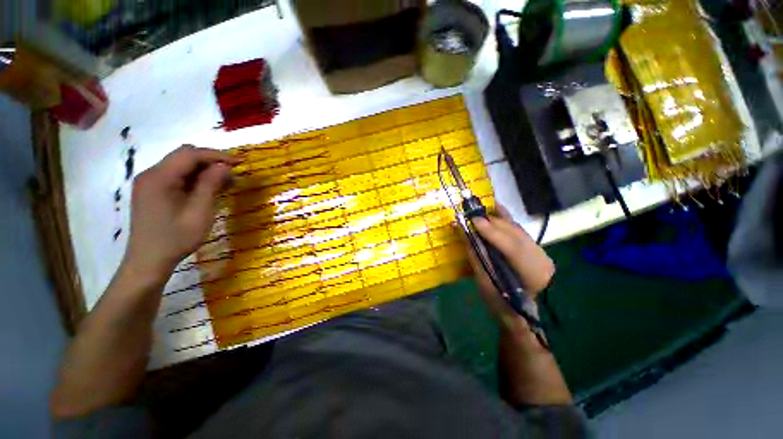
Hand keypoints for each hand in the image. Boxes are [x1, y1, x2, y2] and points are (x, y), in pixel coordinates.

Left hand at [124, 146, 237, 277]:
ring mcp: (149, 183)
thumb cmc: (176, 239)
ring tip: (224, 183)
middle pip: (184, 156)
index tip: (238, 163)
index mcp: (159, 178)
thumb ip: (210, 185)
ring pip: (181, 166)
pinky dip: (194, 179)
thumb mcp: (199, 212)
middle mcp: (150, 174)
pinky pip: (176, 177)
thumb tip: (224, 166)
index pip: (190, 154)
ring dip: (204, 170)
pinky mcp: (151, 191)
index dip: (216, 155)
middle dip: (210, 161)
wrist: (148, 261)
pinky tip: (207, 189)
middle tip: (232, 174)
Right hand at [467, 206, 554, 332]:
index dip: (492, 231)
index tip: (474, 219)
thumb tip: (466, 232)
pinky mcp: (537, 249)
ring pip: (518, 230)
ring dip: (498, 219)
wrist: (519, 310)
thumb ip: (477, 255)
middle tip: (473, 213)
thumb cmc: (499, 300)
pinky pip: (519, 230)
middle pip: (516, 234)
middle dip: (493, 221)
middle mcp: (541, 261)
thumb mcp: (485, 281)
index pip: (512, 247)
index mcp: (530, 275)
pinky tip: (497, 209)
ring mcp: (542, 253)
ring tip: (480, 210)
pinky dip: (506, 219)